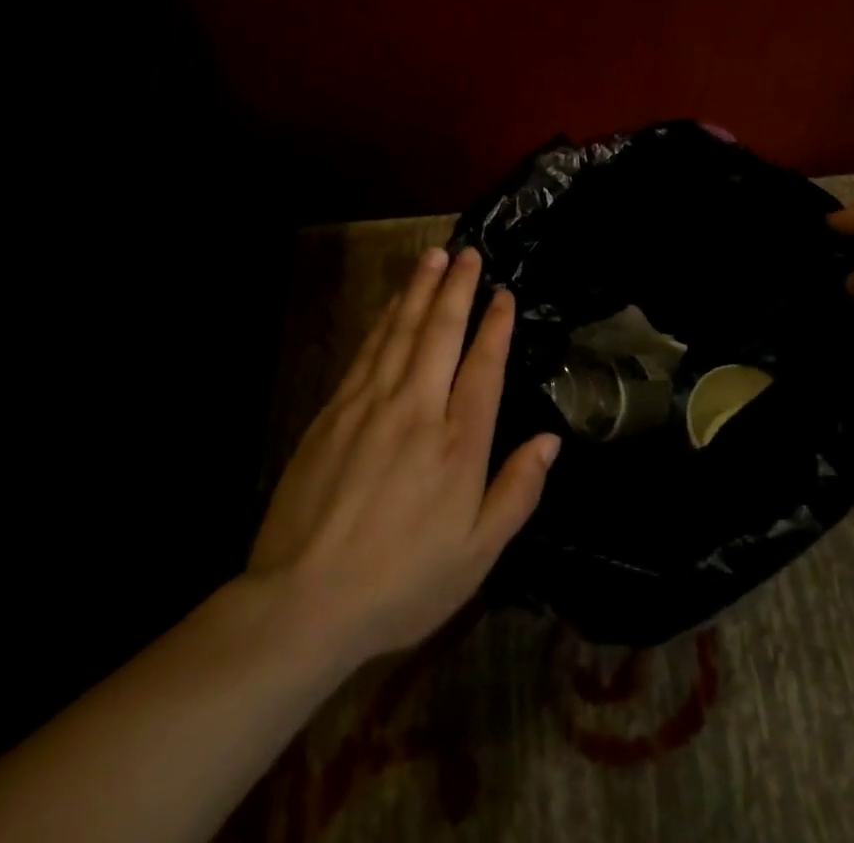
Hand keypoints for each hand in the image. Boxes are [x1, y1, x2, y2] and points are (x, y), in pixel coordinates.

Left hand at [247, 246, 558, 666]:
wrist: (302, 601)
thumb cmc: (401, 583)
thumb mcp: (476, 556)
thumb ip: (517, 492)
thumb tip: (551, 440)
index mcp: (458, 444)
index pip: (484, 367)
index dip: (496, 326)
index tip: (503, 294)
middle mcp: (418, 410)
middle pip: (442, 333)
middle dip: (458, 288)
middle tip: (469, 253)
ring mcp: (371, 405)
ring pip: (402, 331)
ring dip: (421, 289)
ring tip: (434, 255)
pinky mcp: (334, 411)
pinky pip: (367, 350)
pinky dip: (385, 319)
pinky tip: (393, 302)